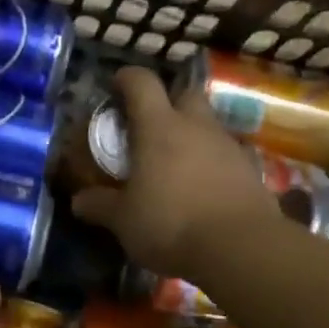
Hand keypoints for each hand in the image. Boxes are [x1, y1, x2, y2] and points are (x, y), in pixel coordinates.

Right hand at [72, 66, 276, 278]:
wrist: (240, 248)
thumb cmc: (171, 224)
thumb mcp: (124, 220)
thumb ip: (100, 206)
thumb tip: (77, 201)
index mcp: (159, 127)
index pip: (142, 83)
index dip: (127, 78)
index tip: (116, 86)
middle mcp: (196, 126)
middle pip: (185, 94)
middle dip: (169, 102)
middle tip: (151, 126)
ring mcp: (228, 146)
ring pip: (209, 125)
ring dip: (192, 136)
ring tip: (176, 164)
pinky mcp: (251, 171)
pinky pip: (227, 156)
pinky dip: (213, 164)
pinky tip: (203, 189)